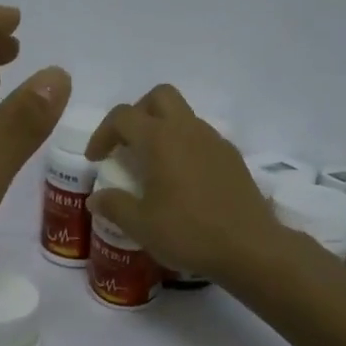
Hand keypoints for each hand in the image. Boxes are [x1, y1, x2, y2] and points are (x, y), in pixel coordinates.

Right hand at [84, 85, 280, 281]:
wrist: (250, 248)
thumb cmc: (189, 232)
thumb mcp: (141, 225)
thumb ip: (114, 206)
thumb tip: (96, 198)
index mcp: (160, 140)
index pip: (123, 116)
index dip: (103, 133)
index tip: (95, 159)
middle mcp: (188, 130)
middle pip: (159, 97)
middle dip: (137, 113)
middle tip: (126, 144)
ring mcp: (214, 141)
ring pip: (183, 115)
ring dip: (162, 129)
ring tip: (152, 165)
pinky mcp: (232, 157)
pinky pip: (201, 137)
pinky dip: (184, 146)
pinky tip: (182, 180)